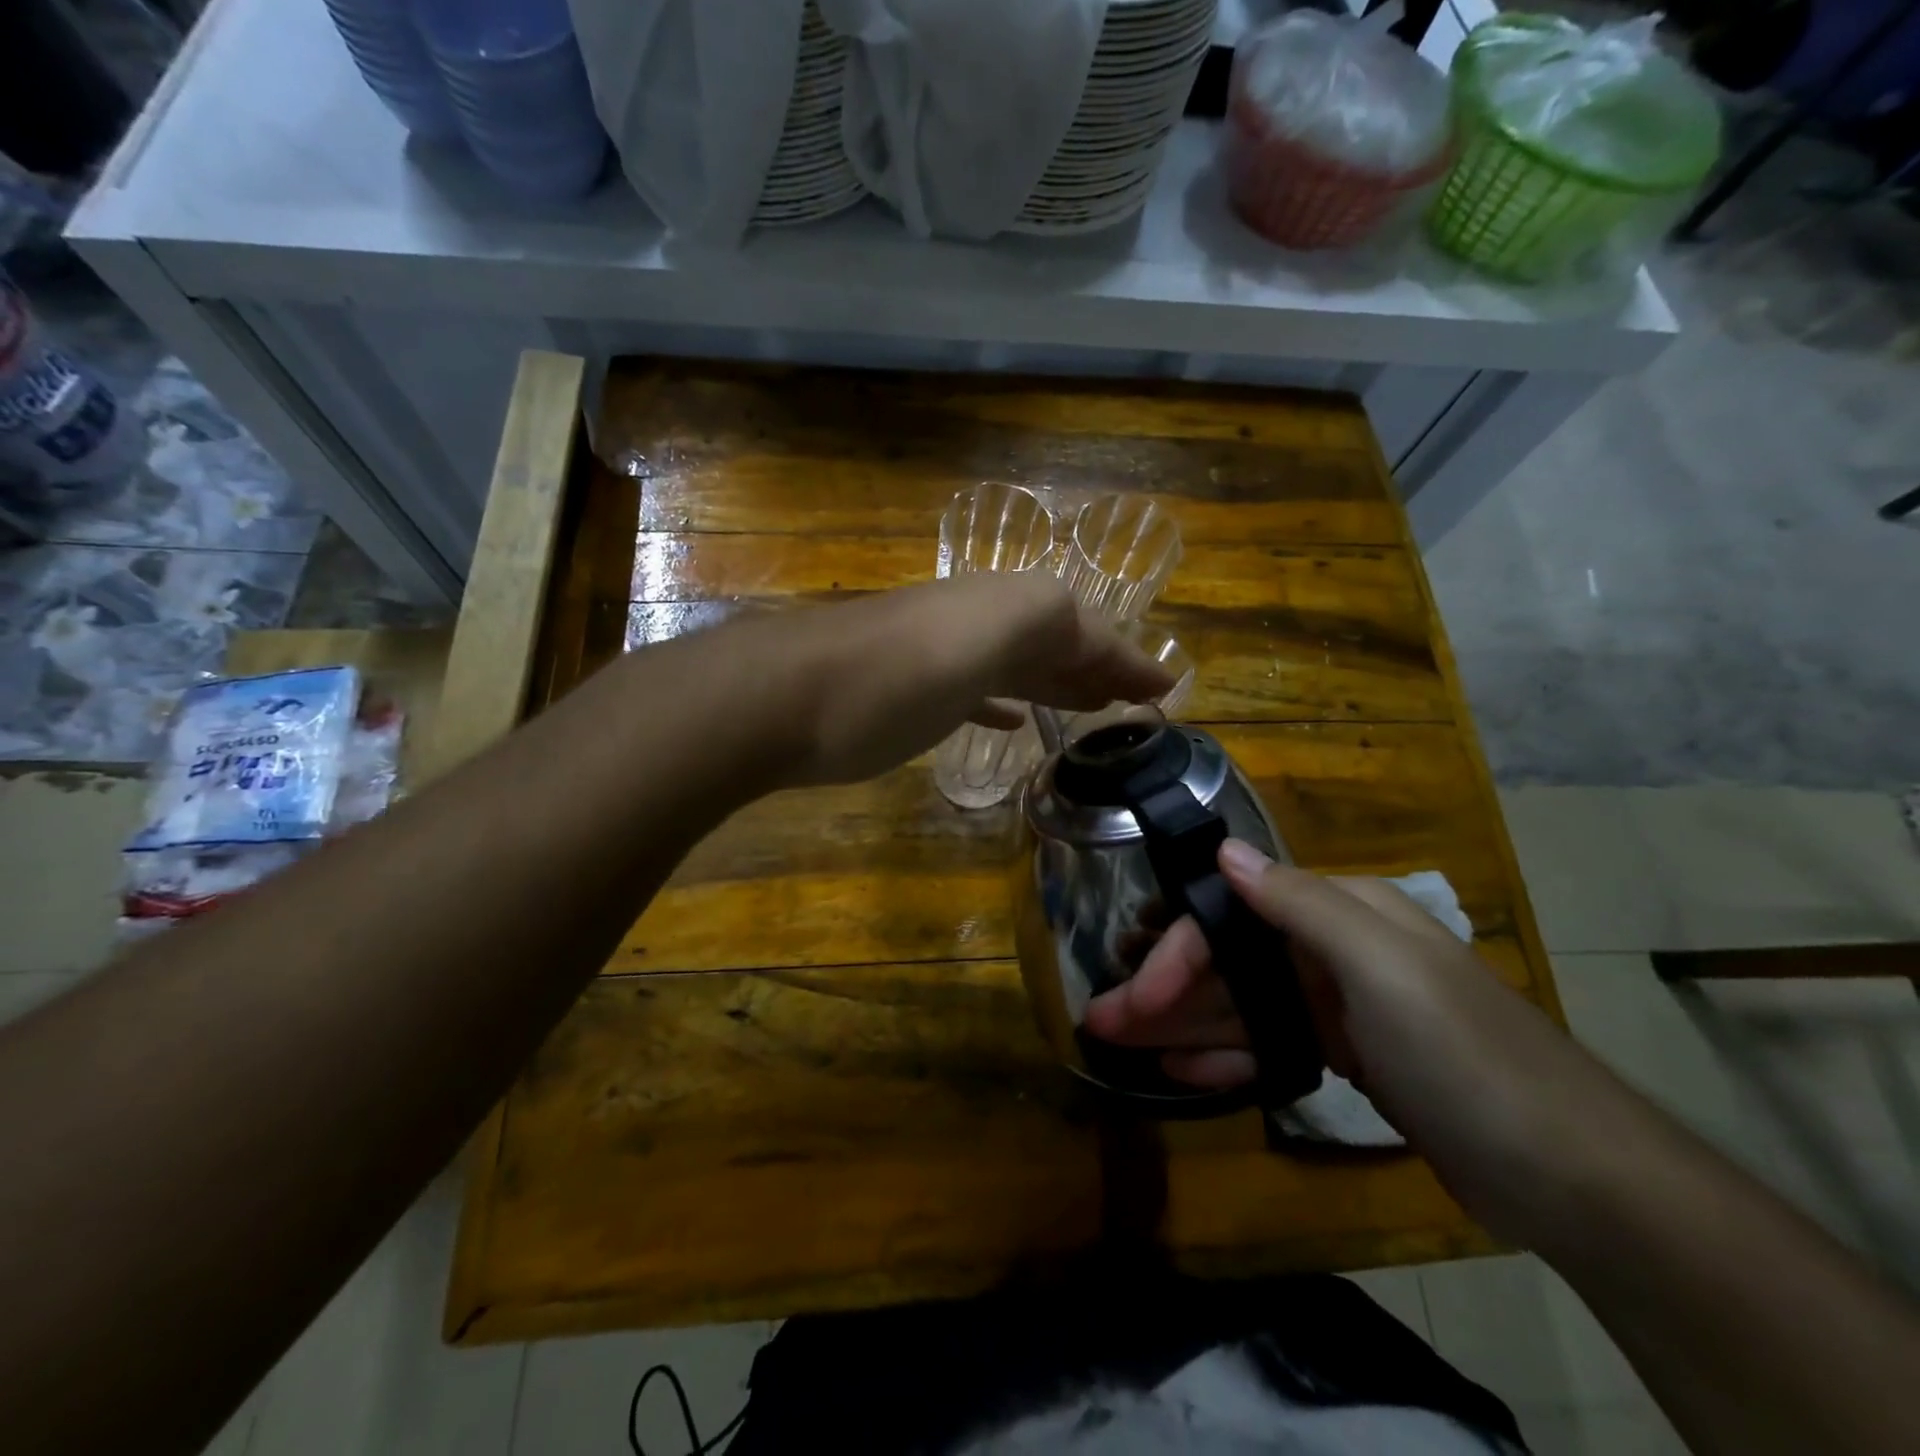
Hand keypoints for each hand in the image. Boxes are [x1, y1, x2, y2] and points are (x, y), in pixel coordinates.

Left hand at [779, 574, 1173, 785]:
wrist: (780, 699)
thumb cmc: (894, 676)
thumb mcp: (986, 635)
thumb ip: (1050, 626)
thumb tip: (1098, 649)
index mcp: (1005, 606)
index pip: (1087, 629)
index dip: (1128, 660)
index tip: (1167, 693)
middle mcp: (976, 623)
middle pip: (1053, 643)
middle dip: (1098, 668)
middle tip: (1137, 703)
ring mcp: (938, 658)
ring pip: (1015, 666)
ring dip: (1057, 684)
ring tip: (1094, 711)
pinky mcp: (906, 693)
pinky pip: (974, 693)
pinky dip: (1004, 704)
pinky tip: (1016, 723)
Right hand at [1084, 841, 1620, 1237]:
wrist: (1573, 1176)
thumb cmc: (1465, 1055)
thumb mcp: (1382, 969)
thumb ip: (1299, 905)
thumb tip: (1225, 850)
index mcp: (1340, 914)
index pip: (1234, 918)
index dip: (1178, 953)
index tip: (1136, 996)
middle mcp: (1332, 949)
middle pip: (1230, 961)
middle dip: (1166, 990)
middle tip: (1104, 1024)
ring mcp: (1339, 1006)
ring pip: (1242, 1005)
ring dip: (1183, 1025)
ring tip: (1125, 1048)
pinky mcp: (1348, 1057)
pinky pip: (1269, 1045)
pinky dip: (1227, 1055)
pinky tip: (1182, 1070)